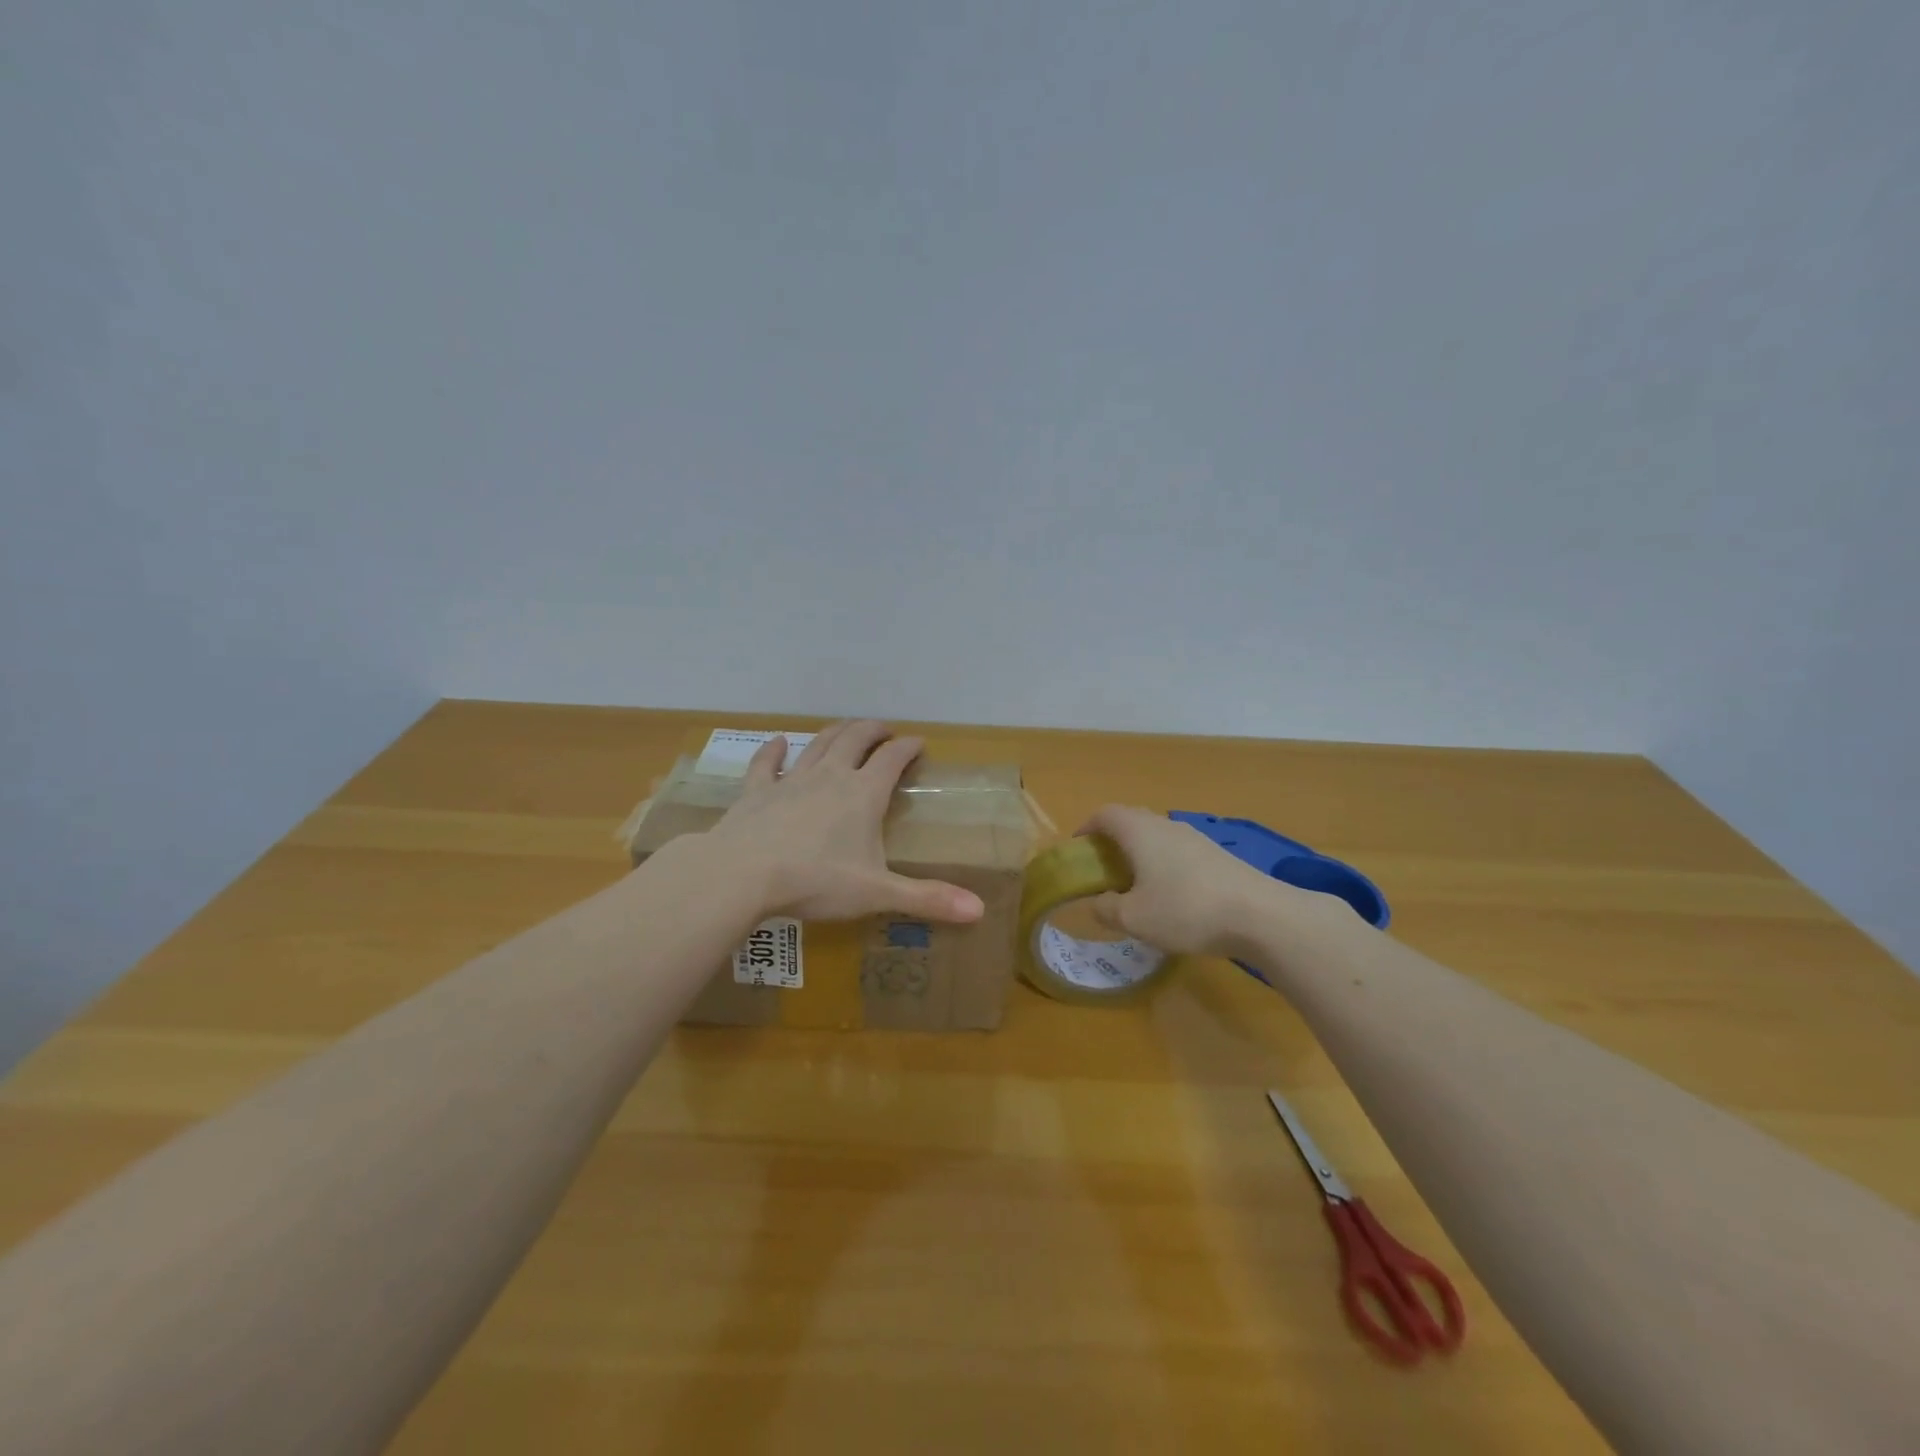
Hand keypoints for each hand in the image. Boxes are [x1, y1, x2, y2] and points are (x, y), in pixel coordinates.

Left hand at [701, 720, 984, 923]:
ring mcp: (791, 780)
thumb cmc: (816, 881)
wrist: (743, 874)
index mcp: (864, 794)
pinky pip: (766, 764)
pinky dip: (773, 750)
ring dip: (835, 732)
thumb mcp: (877, 892)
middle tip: (885, 730)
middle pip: (855, 739)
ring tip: (847, 728)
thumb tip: (980, 911)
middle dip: (874, 730)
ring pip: (818, 744)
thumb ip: (927, 899)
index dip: (909, 747)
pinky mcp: (757, 792)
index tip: (920, 743)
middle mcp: (831, 776)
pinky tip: (777, 742)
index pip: (893, 758)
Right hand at [1079, 804, 1303, 957]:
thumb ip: (1106, 909)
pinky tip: (1172, 896)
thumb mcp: (1134, 918)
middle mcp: (1166, 826)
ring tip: (1136, 885)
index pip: (1105, 814)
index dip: (1087, 827)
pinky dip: (1165, 864)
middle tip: (1104, 868)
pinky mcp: (1218, 856)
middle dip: (1113, 840)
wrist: (1259, 915)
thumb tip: (1098, 902)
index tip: (1079, 849)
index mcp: (1140, 832)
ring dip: (1141, 853)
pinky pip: (1179, 851)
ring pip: (1158, 836)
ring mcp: (1196, 838)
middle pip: (1132, 820)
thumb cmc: (1185, 910)